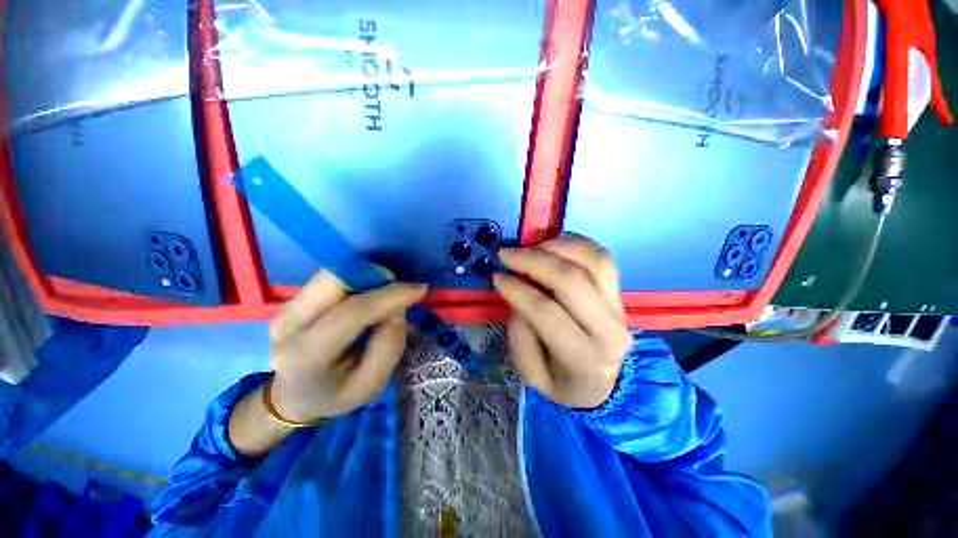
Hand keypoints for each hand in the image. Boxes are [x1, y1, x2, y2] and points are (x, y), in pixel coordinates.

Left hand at [268, 270, 426, 421]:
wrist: (293, 398)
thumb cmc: (336, 395)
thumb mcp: (372, 385)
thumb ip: (389, 345)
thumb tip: (396, 306)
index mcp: (307, 356)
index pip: (353, 312)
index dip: (390, 295)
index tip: (420, 289)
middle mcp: (288, 326)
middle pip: (335, 280)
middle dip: (375, 276)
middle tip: (398, 290)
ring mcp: (285, 309)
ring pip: (332, 273)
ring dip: (366, 276)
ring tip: (383, 295)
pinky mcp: (291, 300)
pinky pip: (330, 278)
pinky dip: (356, 279)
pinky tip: (366, 296)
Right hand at [493, 235, 632, 408]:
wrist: (605, 384)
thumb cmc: (563, 381)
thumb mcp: (532, 374)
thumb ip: (521, 335)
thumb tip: (518, 292)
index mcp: (583, 358)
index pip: (546, 312)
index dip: (518, 290)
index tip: (497, 277)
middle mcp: (608, 328)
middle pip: (571, 281)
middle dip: (533, 261)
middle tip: (507, 254)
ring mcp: (618, 306)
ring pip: (592, 261)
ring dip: (556, 247)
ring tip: (530, 248)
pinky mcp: (619, 292)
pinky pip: (601, 257)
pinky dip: (575, 244)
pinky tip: (552, 246)